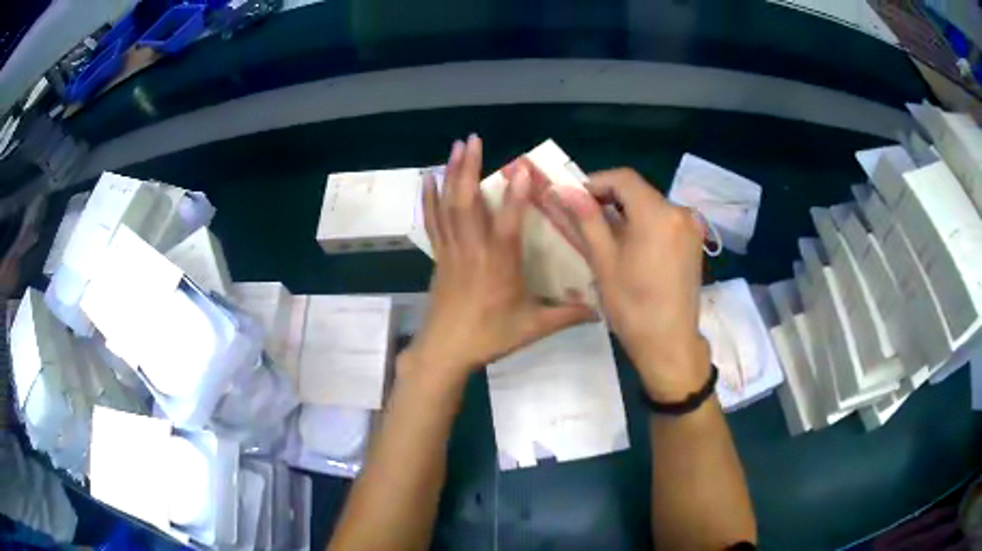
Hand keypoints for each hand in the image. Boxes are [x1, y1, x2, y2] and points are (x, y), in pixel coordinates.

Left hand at [405, 135, 595, 382]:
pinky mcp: (439, 256)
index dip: (516, 195)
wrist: (445, 351)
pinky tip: (428, 178)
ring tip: (455, 146)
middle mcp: (473, 250)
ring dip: (451, 173)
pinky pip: (433, 221)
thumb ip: (567, 315)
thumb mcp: (533, 327)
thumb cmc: (489, 337)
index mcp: (499, 265)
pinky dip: (429, 198)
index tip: (521, 167)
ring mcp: (452, 250)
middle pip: (467, 203)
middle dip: (469, 168)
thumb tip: (601, 310)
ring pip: (448, 206)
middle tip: (472, 139)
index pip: (509, 224)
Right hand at [547, 169, 709, 400]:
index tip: (574, 197)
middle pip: (639, 191)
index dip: (595, 181)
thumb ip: (586, 219)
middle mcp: (680, 212)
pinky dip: (644, 223)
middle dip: (609, 197)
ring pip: (651, 205)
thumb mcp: (604, 260)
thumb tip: (562, 190)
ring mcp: (691, 227)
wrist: (669, 343)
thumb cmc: (632, 305)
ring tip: (604, 233)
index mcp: (658, 213)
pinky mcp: (694, 242)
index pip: (623, 178)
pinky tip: (630, 244)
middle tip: (584, 216)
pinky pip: (664, 221)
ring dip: (626, 211)